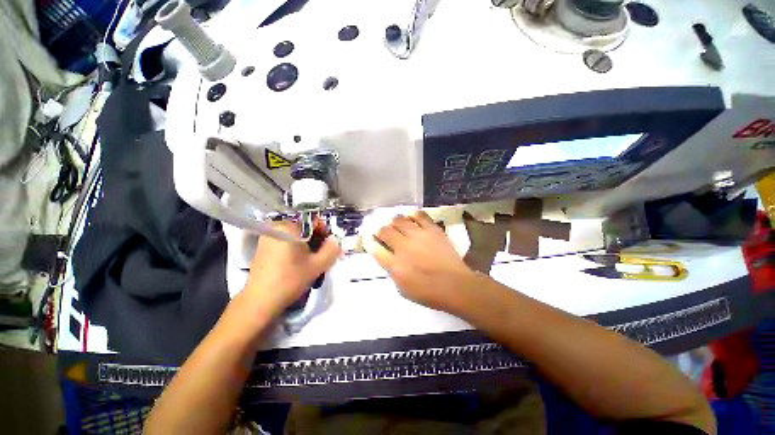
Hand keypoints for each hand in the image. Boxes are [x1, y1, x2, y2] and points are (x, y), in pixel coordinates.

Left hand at [243, 221, 339, 317]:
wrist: (260, 302)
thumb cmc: (290, 280)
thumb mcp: (318, 265)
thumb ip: (332, 249)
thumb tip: (335, 239)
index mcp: (288, 227)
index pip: (313, 220)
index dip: (324, 231)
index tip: (328, 245)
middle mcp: (276, 228)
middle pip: (304, 228)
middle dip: (316, 240)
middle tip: (321, 255)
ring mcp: (268, 238)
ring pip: (296, 236)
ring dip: (307, 246)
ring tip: (311, 261)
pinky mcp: (264, 248)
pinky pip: (286, 242)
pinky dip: (296, 249)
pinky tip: (299, 263)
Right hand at [366, 210, 475, 311]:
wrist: (455, 286)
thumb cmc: (428, 292)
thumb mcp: (403, 289)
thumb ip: (392, 271)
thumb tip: (386, 258)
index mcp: (395, 265)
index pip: (375, 249)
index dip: (370, 243)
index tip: (370, 240)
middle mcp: (403, 247)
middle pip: (385, 231)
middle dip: (380, 230)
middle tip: (382, 232)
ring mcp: (418, 236)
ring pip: (399, 220)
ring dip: (393, 221)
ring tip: (395, 223)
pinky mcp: (432, 230)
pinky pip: (420, 215)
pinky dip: (413, 214)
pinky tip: (411, 217)